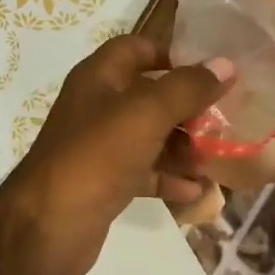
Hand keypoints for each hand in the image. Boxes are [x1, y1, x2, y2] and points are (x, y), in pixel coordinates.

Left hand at [0, 36, 233, 274]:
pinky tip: (197, 190)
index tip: (209, 69)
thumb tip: (226, 64)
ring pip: (150, 137)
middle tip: (225, 119)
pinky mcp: (105, 183)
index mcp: (99, 78)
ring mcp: (100, 148)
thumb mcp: (146, 113)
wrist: (49, 226)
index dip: (171, 53)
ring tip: (219, 157)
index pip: (136, 48)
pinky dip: (169, 178)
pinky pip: (144, 173)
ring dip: (184, 146)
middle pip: (150, 96)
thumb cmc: (96, 156)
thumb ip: (187, 87)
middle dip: (188, 107)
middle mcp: (97, 108)